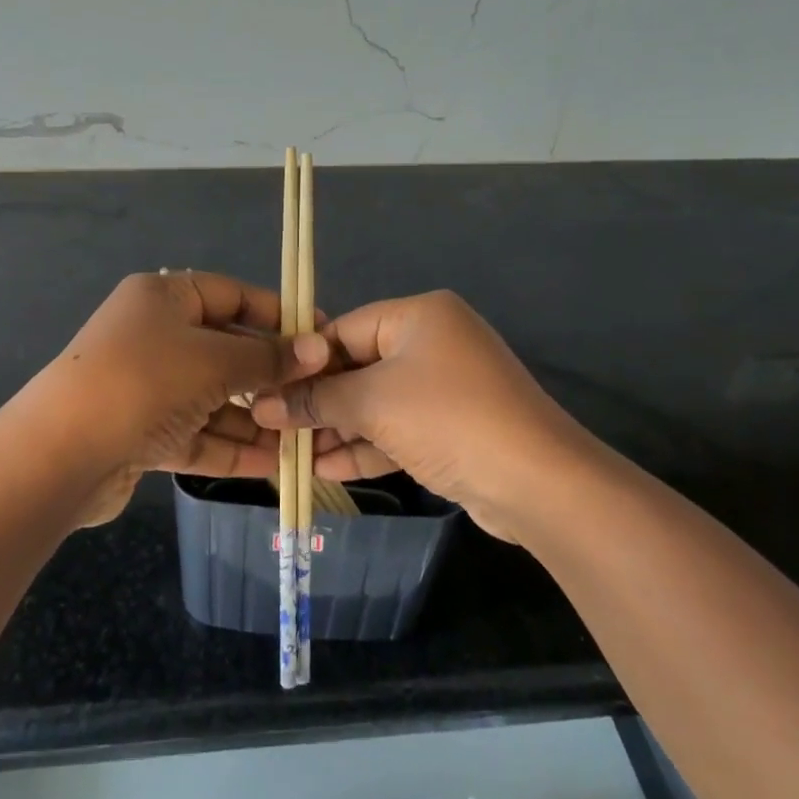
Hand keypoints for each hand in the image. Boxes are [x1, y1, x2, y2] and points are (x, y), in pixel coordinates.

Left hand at [33, 271, 328, 524]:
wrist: (59, 455)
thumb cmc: (144, 382)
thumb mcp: (214, 361)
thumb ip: (268, 358)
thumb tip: (319, 349)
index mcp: (164, 298)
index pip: (232, 296)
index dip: (278, 315)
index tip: (321, 338)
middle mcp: (153, 336)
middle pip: (225, 350)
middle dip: (270, 376)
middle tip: (317, 396)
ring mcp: (146, 386)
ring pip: (213, 397)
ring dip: (255, 418)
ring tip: (303, 438)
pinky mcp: (141, 433)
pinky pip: (196, 433)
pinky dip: (230, 446)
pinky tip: (273, 464)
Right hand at [250, 291, 585, 540]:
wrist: (537, 483)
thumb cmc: (447, 419)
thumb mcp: (373, 403)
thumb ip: (317, 400)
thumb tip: (262, 405)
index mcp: (418, 316)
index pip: (343, 330)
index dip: (303, 362)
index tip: (265, 390)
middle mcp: (433, 343)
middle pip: (358, 367)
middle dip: (318, 402)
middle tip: (272, 428)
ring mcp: (445, 388)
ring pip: (376, 403)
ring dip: (337, 429)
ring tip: (290, 455)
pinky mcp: (452, 428)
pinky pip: (398, 429)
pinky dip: (366, 446)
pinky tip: (326, 469)